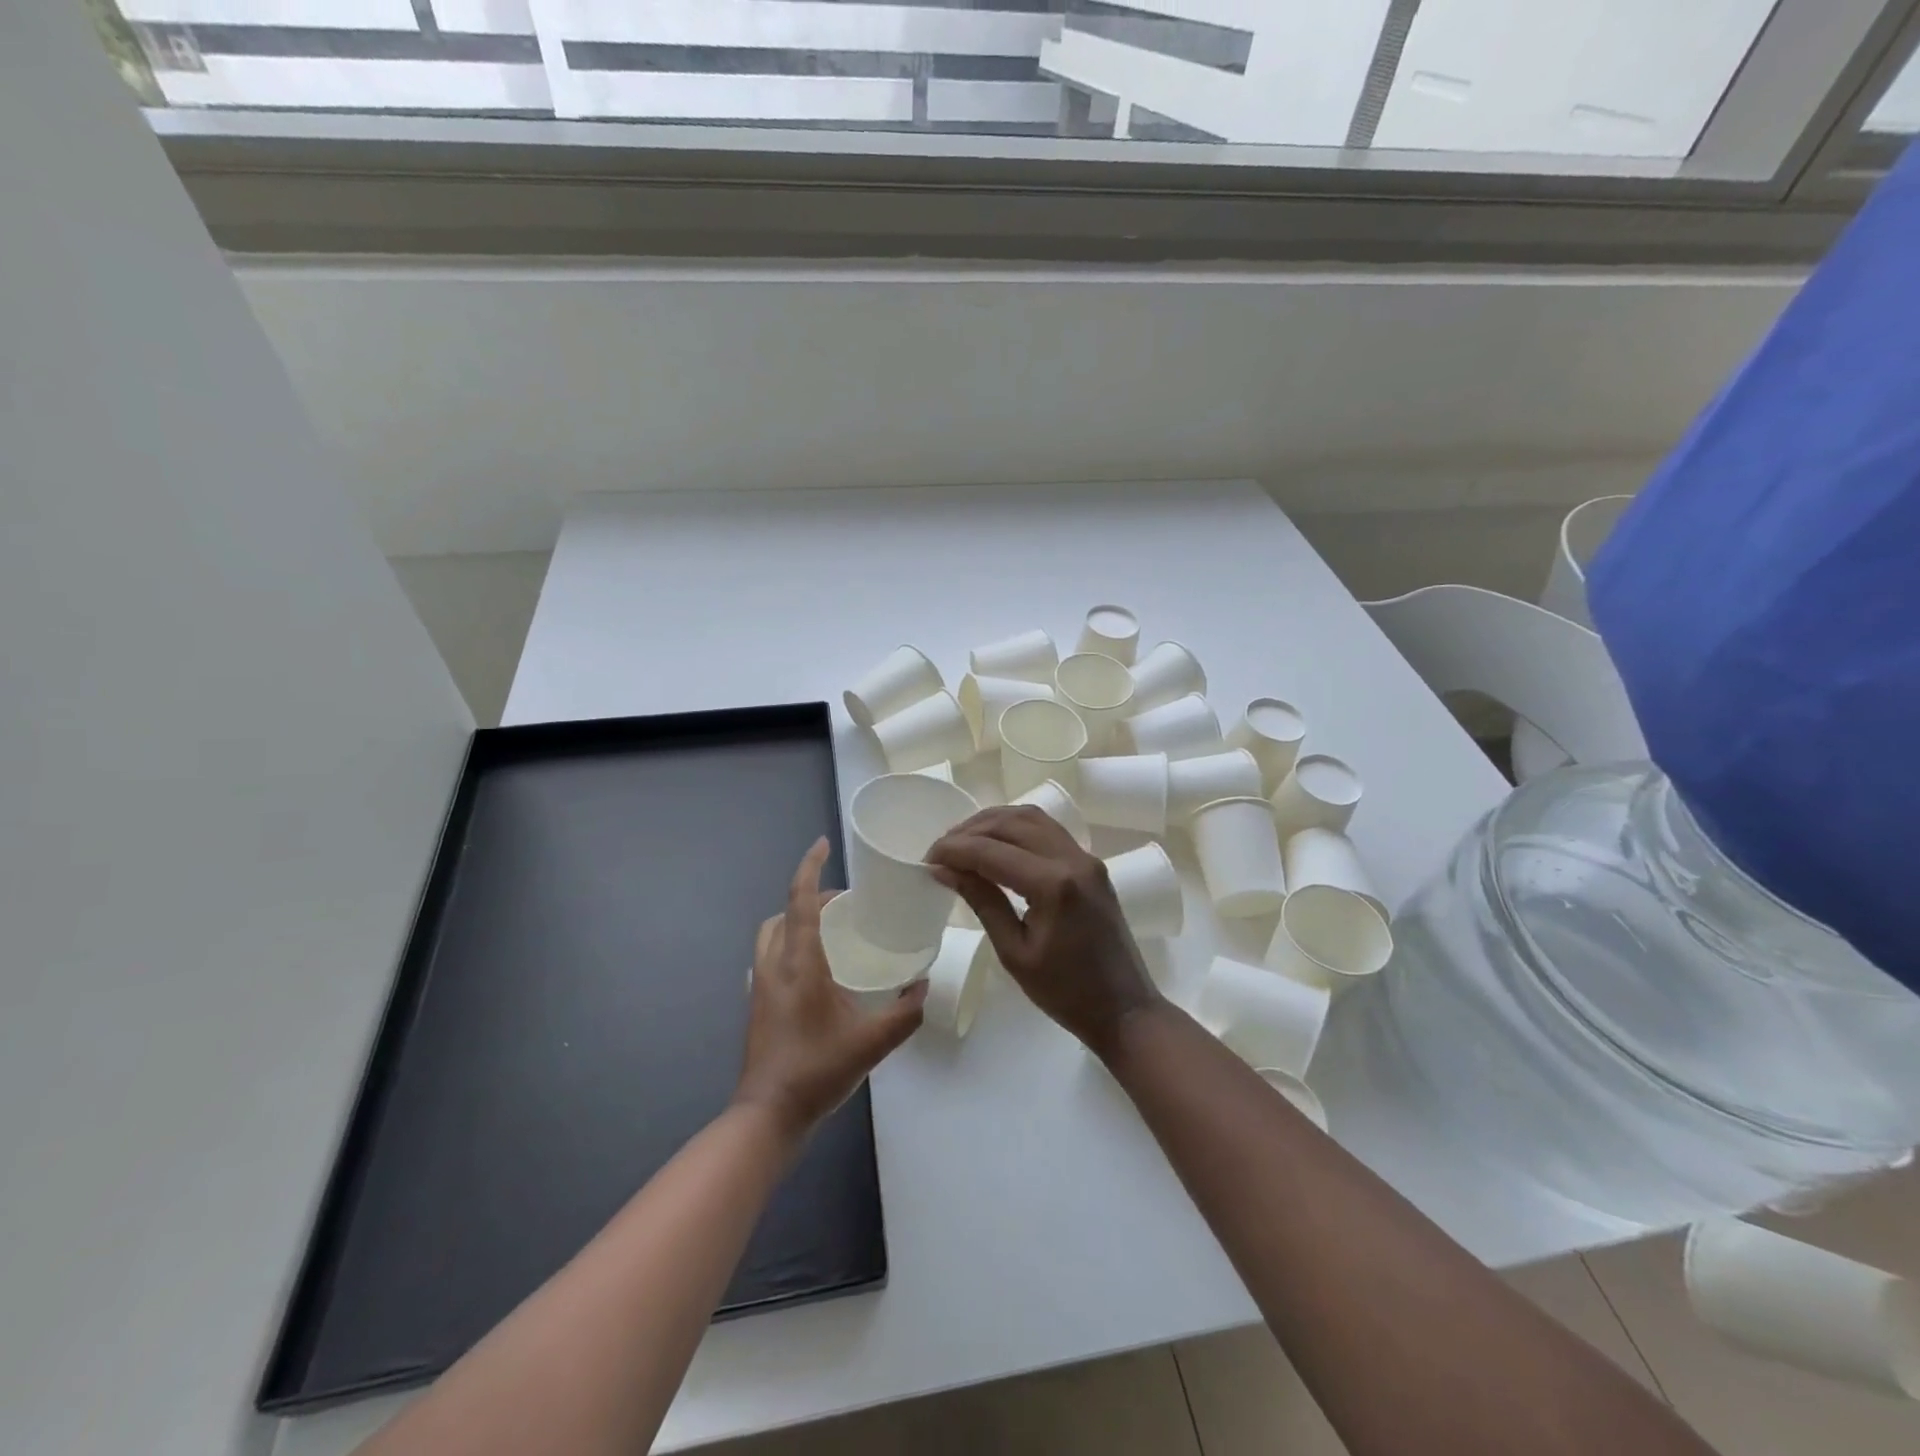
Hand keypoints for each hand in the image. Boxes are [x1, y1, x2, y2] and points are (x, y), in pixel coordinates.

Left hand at [734, 838, 925, 1138]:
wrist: (767, 1116)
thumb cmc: (817, 1071)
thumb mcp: (873, 1043)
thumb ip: (905, 1012)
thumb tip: (923, 985)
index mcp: (799, 963)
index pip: (801, 901)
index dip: (810, 867)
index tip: (823, 844)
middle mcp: (774, 966)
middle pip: (783, 913)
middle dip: (809, 897)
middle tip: (843, 903)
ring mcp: (760, 986)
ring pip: (771, 934)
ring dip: (795, 920)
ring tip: (829, 930)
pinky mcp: (756, 1004)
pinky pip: (769, 957)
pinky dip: (788, 945)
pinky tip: (814, 969)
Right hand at [927, 807, 1161, 1056]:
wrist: (1124, 1008)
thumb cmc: (1065, 993)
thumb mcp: (1014, 952)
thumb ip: (982, 901)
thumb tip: (944, 869)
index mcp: (1054, 885)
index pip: (991, 851)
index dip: (954, 850)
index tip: (926, 859)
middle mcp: (1072, 859)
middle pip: (1011, 824)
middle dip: (969, 831)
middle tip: (940, 851)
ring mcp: (1086, 857)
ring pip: (1031, 818)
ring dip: (993, 823)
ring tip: (963, 842)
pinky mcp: (1090, 863)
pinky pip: (1048, 830)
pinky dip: (1016, 828)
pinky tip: (996, 844)